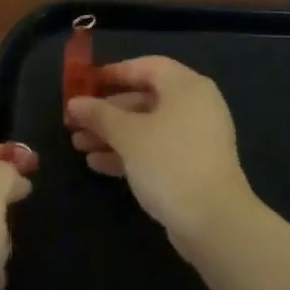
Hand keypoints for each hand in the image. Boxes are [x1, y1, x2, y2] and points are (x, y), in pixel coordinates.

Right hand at [65, 57, 255, 249]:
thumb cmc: (170, 162)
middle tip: (74, 121)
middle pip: (144, 98)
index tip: (85, 83)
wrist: (214, 222)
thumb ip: (99, 115)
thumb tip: (74, 103)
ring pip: (147, 127)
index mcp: (186, 86)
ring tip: (78, 145)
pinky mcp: (192, 167)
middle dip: (107, 111)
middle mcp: (194, 106)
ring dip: (112, 134)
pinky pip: (155, 150)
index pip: (146, 66)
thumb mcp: (128, 135)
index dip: (114, 72)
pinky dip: (129, 153)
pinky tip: (97, 164)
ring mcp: (195, 138)